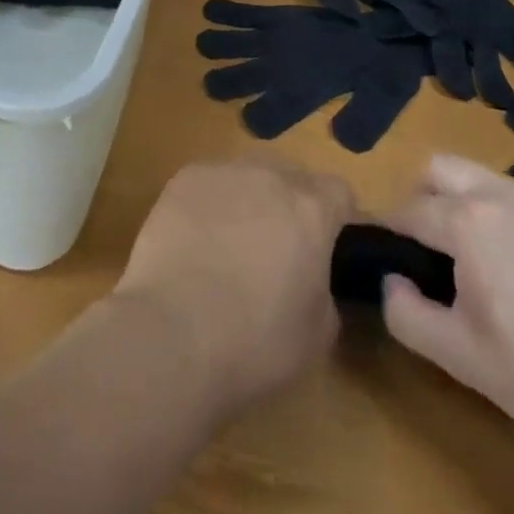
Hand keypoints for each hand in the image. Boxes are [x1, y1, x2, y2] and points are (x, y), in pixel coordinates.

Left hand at [113, 157, 355, 416]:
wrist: (173, 330)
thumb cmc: (255, 341)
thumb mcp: (317, 334)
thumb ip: (325, 290)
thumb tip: (312, 277)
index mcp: (310, 209)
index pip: (340, 192)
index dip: (339, 218)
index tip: (330, 247)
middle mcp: (269, 176)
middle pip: (292, 177)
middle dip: (292, 205)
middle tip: (280, 250)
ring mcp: (223, 172)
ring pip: (249, 176)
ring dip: (251, 200)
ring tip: (233, 245)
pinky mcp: (184, 178)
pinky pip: (210, 183)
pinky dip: (212, 205)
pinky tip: (197, 241)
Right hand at [381, 154, 513, 454]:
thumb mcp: (462, 359)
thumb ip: (406, 314)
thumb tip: (391, 279)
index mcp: (468, 221)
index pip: (409, 211)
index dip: (392, 234)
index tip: (391, 258)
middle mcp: (504, 194)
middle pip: (441, 168)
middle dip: (425, 197)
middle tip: (435, 249)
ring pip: (490, 181)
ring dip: (473, 207)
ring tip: (493, 264)